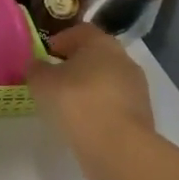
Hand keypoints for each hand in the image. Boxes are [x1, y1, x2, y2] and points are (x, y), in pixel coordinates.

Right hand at [28, 25, 155, 179]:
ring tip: (68, 106)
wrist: (119, 148)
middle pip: (96, 55)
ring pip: (107, 81)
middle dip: (76, 65)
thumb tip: (37, 65)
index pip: (80, 31)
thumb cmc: (77, 102)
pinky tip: (85, 123)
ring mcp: (136, 88)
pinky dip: (100, 109)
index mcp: (101, 43)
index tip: (46, 55)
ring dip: (89, 88)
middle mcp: (123, 59)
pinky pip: (115, 104)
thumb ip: (36, 70)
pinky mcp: (142, 116)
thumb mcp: (42, 83)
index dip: (61, 40)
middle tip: (55, 79)